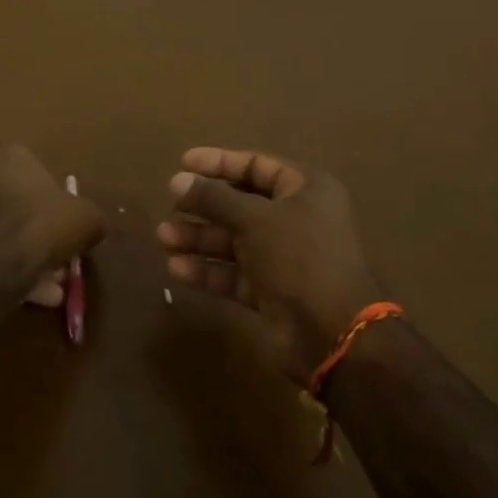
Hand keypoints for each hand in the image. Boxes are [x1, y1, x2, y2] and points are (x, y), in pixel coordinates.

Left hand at [0, 141, 103, 296]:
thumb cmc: (43, 225)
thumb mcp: (86, 219)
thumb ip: (91, 219)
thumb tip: (93, 227)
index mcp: (12, 157)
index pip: (40, 176)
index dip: (59, 206)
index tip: (70, 230)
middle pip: (20, 208)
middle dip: (42, 235)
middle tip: (61, 262)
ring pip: (4, 234)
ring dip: (27, 257)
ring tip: (50, 287)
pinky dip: (8, 271)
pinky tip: (30, 295)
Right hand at [156, 147, 385, 385]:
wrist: (333, 334)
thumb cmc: (299, 258)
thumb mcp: (255, 219)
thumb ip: (214, 198)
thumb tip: (177, 180)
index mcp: (306, 190)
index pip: (256, 165)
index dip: (219, 162)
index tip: (183, 163)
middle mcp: (296, 219)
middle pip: (241, 203)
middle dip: (203, 204)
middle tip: (170, 202)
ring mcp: (283, 257)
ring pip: (233, 239)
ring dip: (198, 237)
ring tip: (163, 237)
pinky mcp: (271, 290)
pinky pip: (234, 272)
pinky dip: (208, 269)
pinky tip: (177, 268)